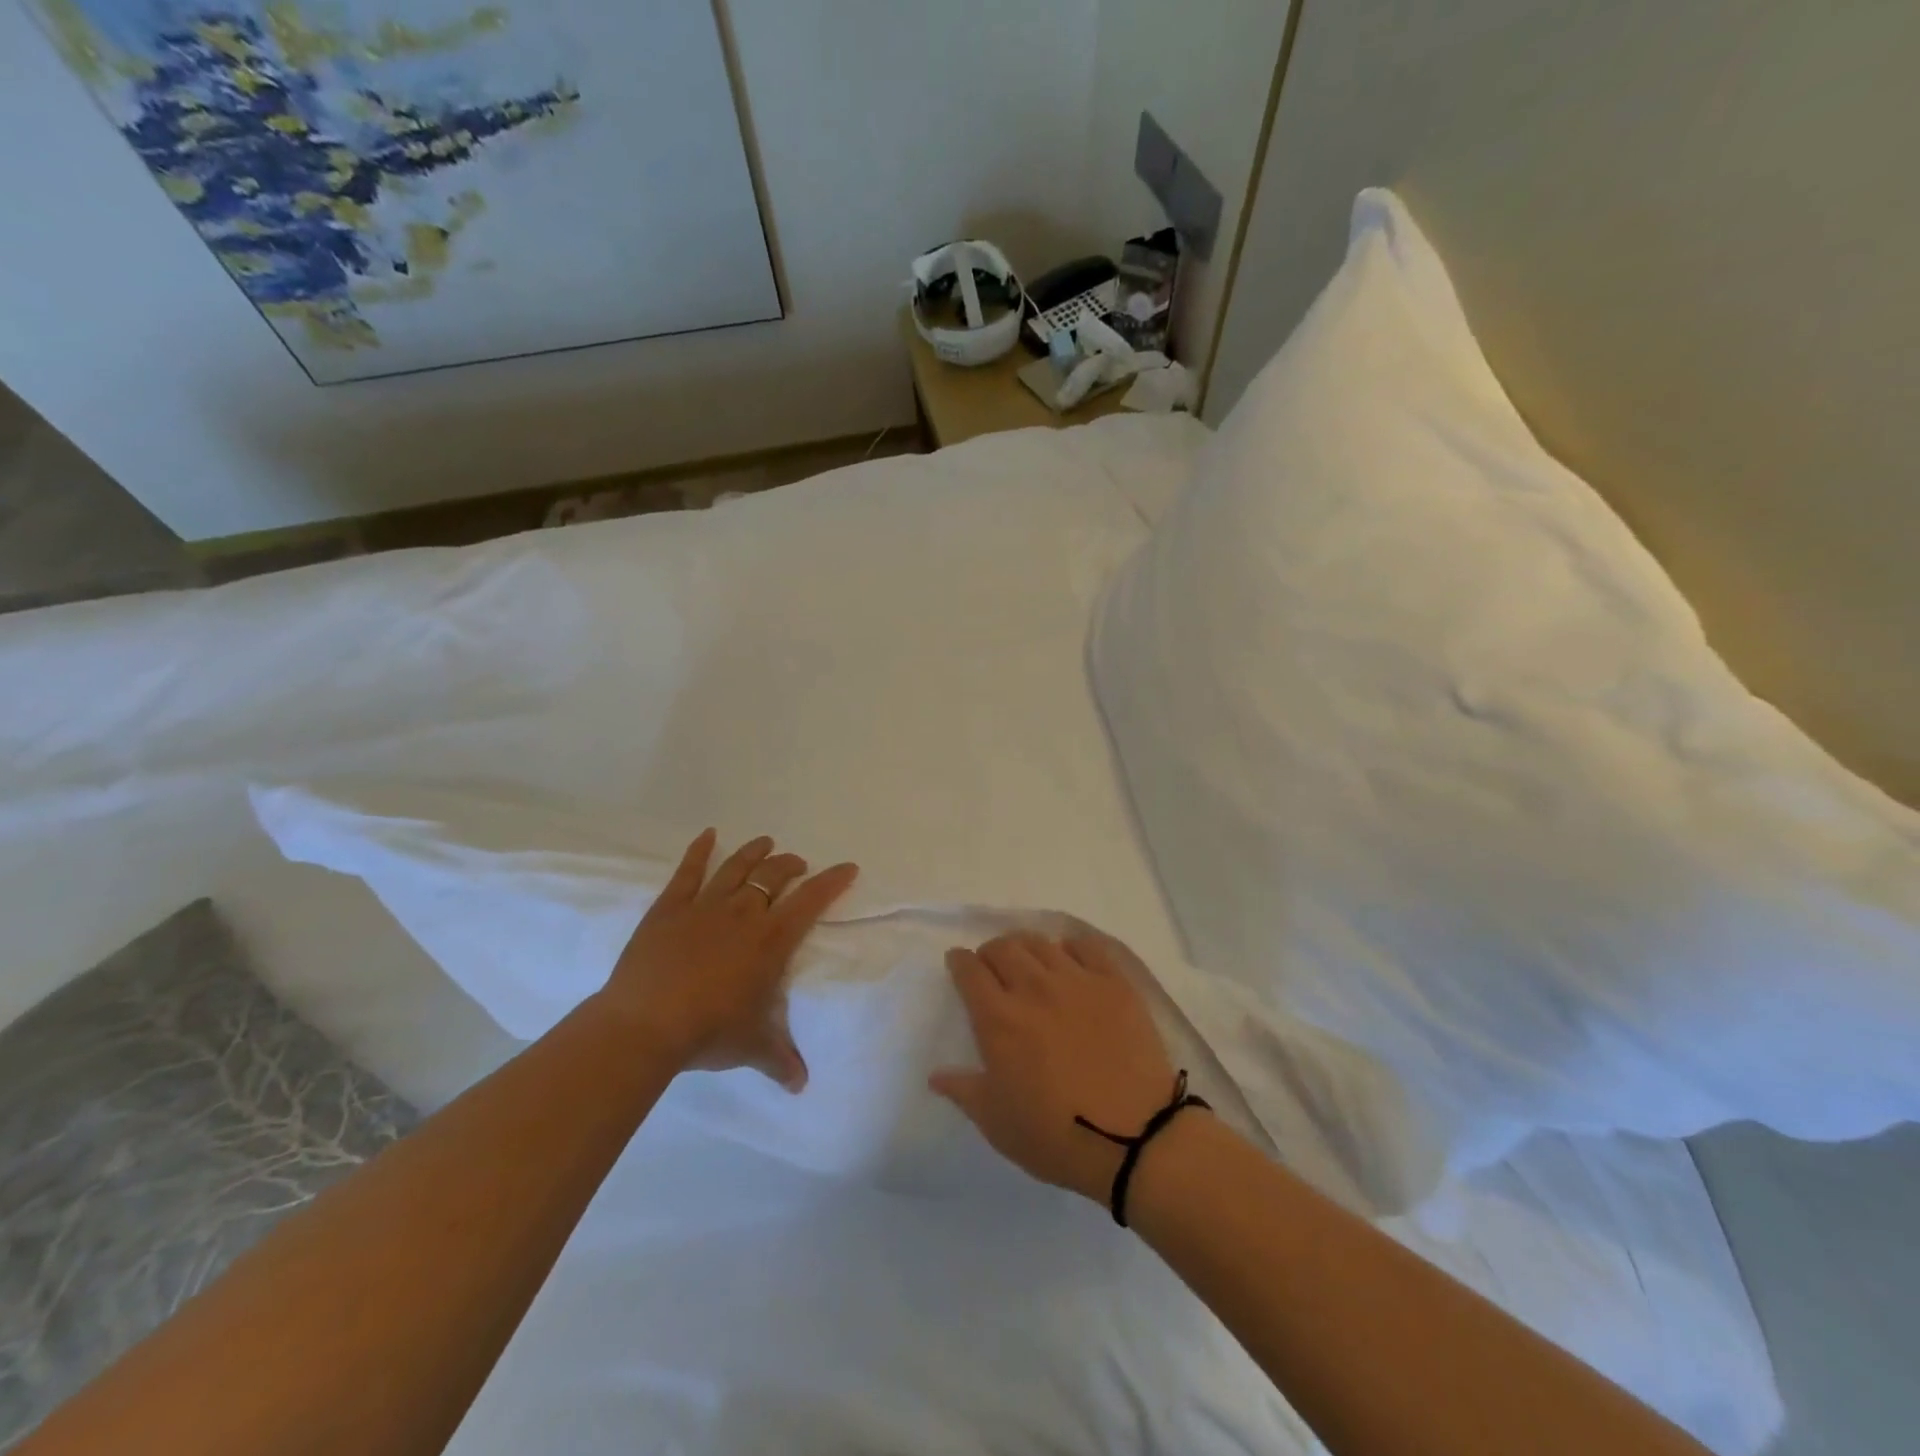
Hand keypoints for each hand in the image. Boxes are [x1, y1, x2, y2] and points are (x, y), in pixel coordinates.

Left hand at [598, 830, 858, 1091]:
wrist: (645, 1024)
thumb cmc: (708, 1032)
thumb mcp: (751, 1047)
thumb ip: (780, 1059)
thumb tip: (802, 1086)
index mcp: (770, 940)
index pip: (811, 900)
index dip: (832, 880)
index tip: (848, 867)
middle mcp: (743, 913)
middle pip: (774, 875)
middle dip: (791, 865)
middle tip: (797, 864)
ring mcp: (705, 905)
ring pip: (737, 866)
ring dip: (755, 852)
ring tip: (766, 842)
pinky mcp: (670, 907)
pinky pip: (688, 871)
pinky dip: (699, 850)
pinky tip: (707, 834)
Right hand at [929, 930, 1177, 1202]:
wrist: (1134, 1138)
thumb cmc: (1056, 1136)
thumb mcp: (997, 1123)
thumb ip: (964, 1091)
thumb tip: (936, 1074)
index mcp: (999, 1019)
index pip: (970, 971)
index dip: (959, 961)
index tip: (958, 963)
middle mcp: (1033, 988)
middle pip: (1003, 947)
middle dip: (990, 952)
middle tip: (993, 967)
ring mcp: (1077, 981)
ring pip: (1041, 943)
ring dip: (1026, 947)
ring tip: (1029, 961)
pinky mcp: (1114, 983)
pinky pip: (1087, 946)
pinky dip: (1071, 947)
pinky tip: (1071, 960)